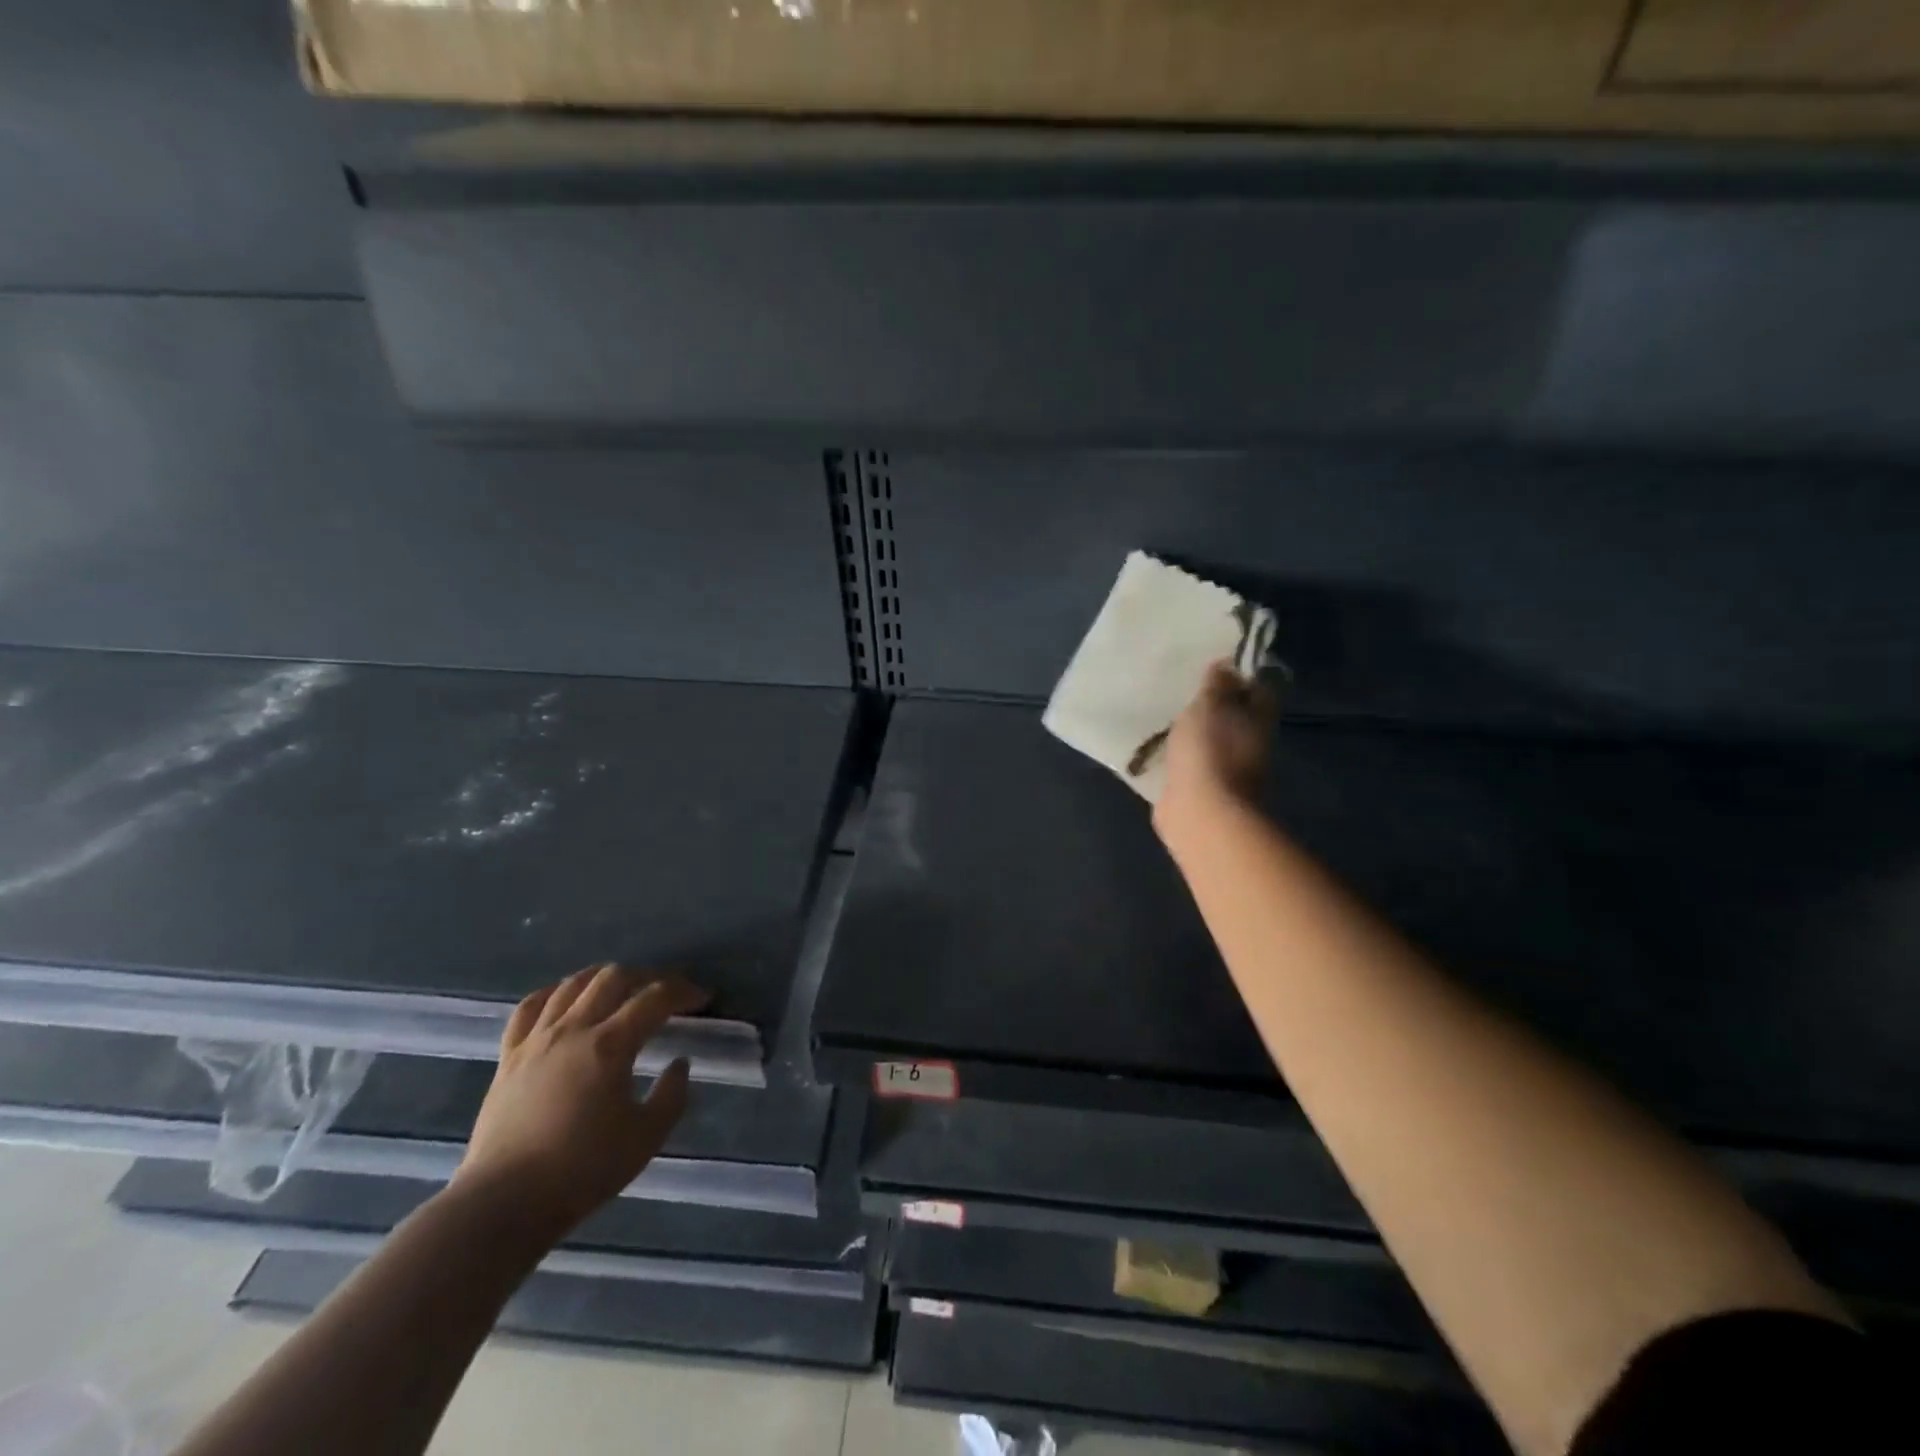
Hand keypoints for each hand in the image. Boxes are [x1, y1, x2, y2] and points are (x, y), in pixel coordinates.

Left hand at [457, 965, 707, 1233]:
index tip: (703, 999)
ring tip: (621, 988)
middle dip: (647, 977)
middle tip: (665, 992)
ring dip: (604, 978)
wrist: (502, 1205)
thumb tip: (679, 1063)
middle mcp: (573, 1030)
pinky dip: (554, 993)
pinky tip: (565, 999)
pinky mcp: (508, 1057)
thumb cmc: (582, 1171)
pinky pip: (530, 1007)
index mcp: (610, 1045)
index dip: (683, 991)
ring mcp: (536, 1040)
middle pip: (614, 977)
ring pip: (572, 984)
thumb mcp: (646, 1138)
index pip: (655, 999)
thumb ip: (672, 1095)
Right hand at [1154, 660, 1277, 844]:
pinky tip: (1160, 747)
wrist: (1199, 813)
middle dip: (1215, 706)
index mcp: (1257, 720)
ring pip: (1212, 742)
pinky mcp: (1200, 790)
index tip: (1215, 665)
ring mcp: (1226, 771)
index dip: (1240, 676)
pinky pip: (1191, 765)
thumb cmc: (1208, 751)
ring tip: (1168, 716)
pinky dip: (1180, 757)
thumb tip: (1227, 663)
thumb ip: (1217, 684)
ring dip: (1196, 733)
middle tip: (1186, 690)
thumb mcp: (1210, 705)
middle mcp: (1248, 745)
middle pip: (1235, 717)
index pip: (1258, 690)